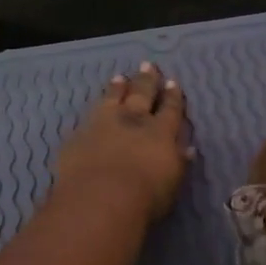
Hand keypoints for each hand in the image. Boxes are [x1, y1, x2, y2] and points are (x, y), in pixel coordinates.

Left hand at [55, 62, 191, 220]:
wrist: (99, 199)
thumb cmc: (145, 197)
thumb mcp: (172, 182)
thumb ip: (179, 162)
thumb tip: (187, 148)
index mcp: (161, 132)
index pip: (170, 109)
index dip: (172, 96)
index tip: (172, 82)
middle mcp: (133, 121)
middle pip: (141, 94)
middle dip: (146, 80)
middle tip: (148, 65)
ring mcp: (103, 124)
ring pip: (112, 98)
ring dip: (118, 88)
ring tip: (120, 77)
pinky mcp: (79, 135)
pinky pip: (89, 116)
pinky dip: (95, 108)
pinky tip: (94, 107)